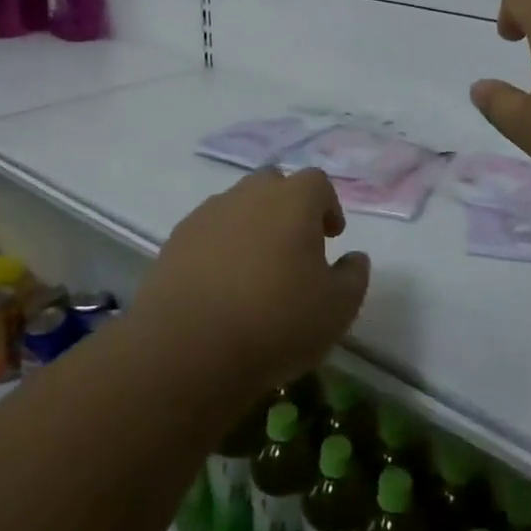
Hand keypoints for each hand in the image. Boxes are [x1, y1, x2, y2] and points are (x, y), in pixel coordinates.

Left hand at [132, 168, 369, 398]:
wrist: (188, 348)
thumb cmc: (276, 322)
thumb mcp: (337, 308)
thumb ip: (353, 276)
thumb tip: (354, 258)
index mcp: (294, 200)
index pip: (317, 182)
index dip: (328, 206)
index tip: (331, 237)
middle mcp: (250, 194)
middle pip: (274, 184)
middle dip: (287, 208)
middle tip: (294, 247)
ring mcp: (209, 214)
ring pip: (238, 205)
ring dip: (252, 225)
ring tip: (255, 269)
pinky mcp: (176, 240)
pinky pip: (208, 231)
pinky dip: (219, 246)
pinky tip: (221, 284)